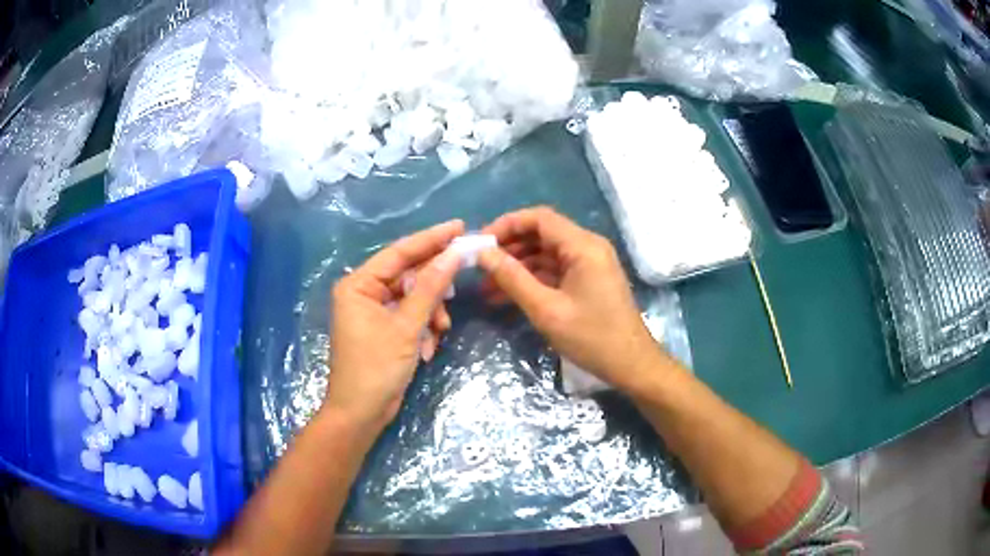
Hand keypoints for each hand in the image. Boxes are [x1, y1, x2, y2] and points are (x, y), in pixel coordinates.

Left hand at [325, 220, 464, 430]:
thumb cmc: (376, 368)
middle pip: (408, 275)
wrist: (361, 414)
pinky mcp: (383, 329)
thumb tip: (454, 254)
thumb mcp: (407, 327)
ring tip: (440, 331)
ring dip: (431, 313)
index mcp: (358, 284)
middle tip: (463, 274)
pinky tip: (427, 349)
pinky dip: (423, 329)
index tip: (459, 227)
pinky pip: (410, 317)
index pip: (399, 253)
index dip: (430, 239)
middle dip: (434, 286)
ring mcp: (373, 312)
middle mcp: (363, 292)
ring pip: (413, 298)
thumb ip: (430, 288)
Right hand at [478, 207, 666, 393]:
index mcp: (583, 246)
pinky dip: (532, 281)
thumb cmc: (591, 337)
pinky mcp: (589, 280)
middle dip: (509, 249)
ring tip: (487, 288)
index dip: (507, 225)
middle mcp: (588, 247)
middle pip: (542, 234)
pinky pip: (555, 271)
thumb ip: (513, 278)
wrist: (631, 365)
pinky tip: (508, 298)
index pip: (539, 218)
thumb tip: (484, 254)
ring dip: (517, 268)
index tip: (481, 243)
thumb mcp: (546, 310)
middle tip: (480, 268)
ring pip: (546, 254)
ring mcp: (589, 264)